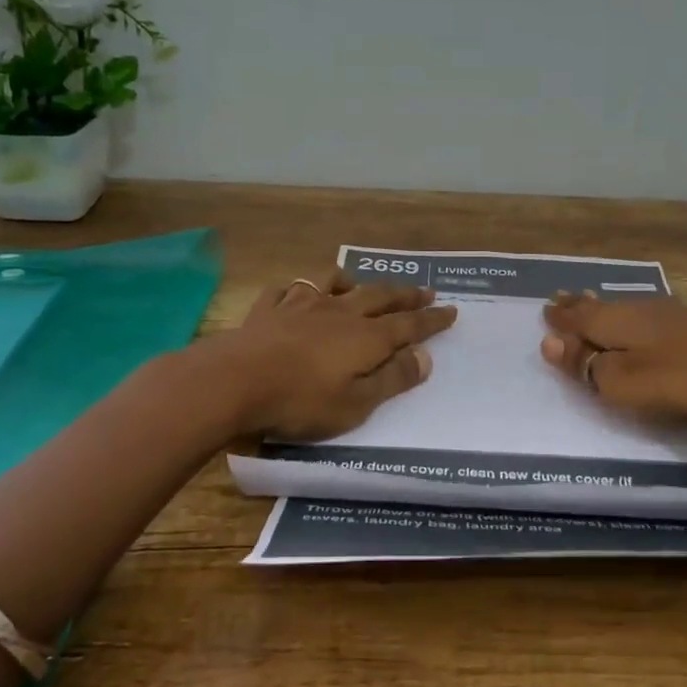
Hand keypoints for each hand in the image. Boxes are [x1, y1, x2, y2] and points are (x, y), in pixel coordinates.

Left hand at [215, 269, 456, 439]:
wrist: (234, 381)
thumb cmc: (301, 401)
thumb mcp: (356, 403)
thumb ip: (392, 379)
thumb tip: (426, 357)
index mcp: (366, 338)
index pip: (409, 325)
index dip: (432, 320)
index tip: (452, 310)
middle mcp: (339, 313)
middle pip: (379, 298)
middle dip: (405, 295)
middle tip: (425, 290)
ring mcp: (301, 306)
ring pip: (334, 284)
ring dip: (353, 282)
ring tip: (358, 282)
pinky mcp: (268, 309)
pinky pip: (288, 290)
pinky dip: (300, 289)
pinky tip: (297, 292)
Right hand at [538, 291, 686, 439]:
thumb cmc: (676, 379)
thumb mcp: (619, 381)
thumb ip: (584, 363)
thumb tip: (549, 341)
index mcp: (613, 321)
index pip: (577, 317)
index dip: (559, 317)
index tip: (545, 309)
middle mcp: (638, 309)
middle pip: (600, 306)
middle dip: (578, 305)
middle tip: (561, 298)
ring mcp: (670, 314)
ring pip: (625, 308)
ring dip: (605, 309)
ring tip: (592, 305)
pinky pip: (648, 315)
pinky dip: (632, 318)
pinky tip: (639, 320)